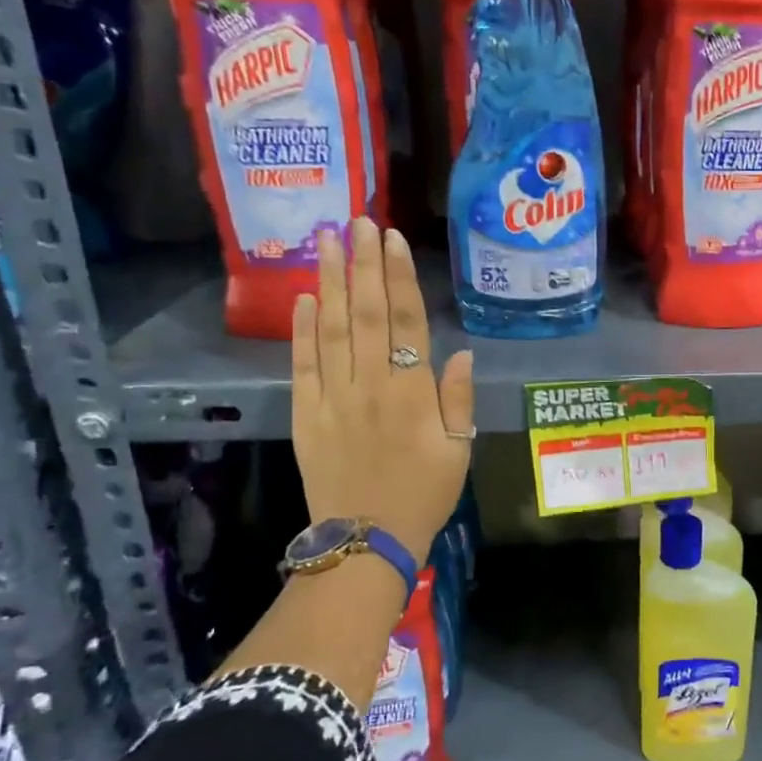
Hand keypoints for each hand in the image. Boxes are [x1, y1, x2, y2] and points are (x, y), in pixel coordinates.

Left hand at [291, 220, 473, 564]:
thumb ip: (458, 399)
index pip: (405, 322)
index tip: (389, 239)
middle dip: (360, 264)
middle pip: (365, 314)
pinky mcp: (307, 414)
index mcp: (413, 394)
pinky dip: (301, 330)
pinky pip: (302, 365)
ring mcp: (334, 398)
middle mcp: (371, 386)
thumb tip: (460, 353)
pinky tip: (303, 298)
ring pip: (331, 330)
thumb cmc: (424, 494)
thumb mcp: (459, 450)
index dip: (397, 278)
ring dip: (328, 283)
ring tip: (325, 242)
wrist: (367, 540)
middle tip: (354, 221)